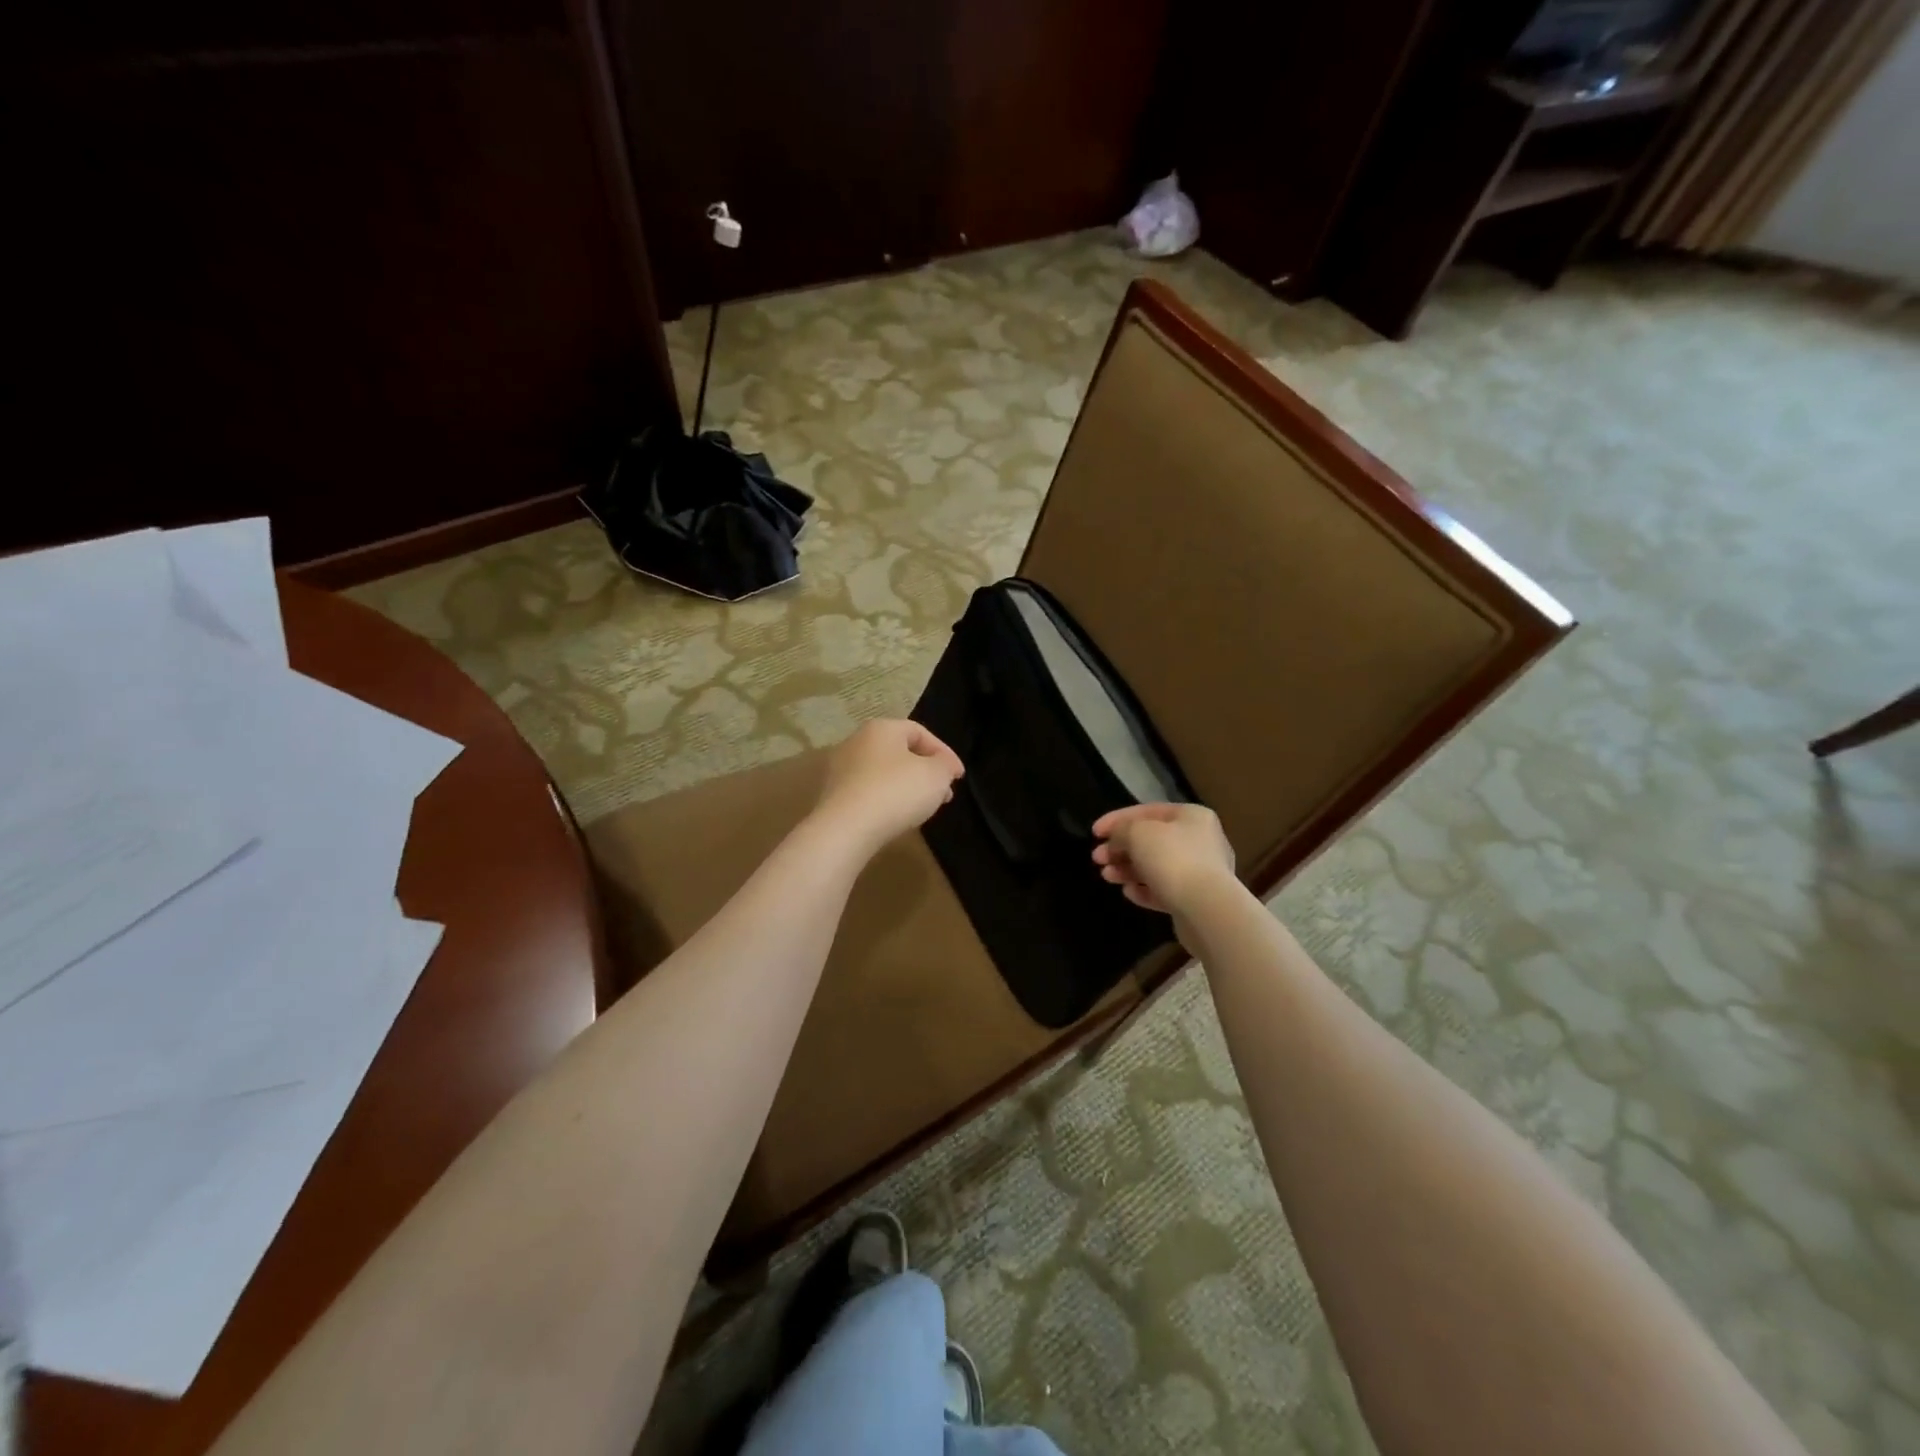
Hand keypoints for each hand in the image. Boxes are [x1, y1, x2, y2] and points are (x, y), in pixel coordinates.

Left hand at [812, 719, 964, 855]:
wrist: (846, 829)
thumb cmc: (896, 791)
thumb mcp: (936, 775)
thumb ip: (945, 765)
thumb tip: (943, 767)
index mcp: (881, 728)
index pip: (919, 731)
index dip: (944, 753)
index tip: (958, 777)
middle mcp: (856, 742)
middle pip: (899, 752)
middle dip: (926, 772)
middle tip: (944, 793)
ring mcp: (839, 769)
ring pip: (883, 773)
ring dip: (906, 787)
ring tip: (923, 808)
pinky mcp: (832, 796)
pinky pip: (867, 792)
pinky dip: (886, 800)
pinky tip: (896, 817)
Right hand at [1092, 802, 1235, 917]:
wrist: (1207, 909)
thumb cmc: (1172, 859)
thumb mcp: (1138, 833)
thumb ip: (1122, 830)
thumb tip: (1118, 839)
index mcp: (1192, 816)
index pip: (1148, 811)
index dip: (1117, 819)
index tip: (1094, 832)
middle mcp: (1200, 840)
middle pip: (1151, 840)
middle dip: (1120, 848)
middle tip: (1097, 858)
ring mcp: (1201, 872)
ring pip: (1156, 866)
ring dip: (1128, 869)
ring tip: (1107, 876)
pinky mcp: (1196, 900)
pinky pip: (1164, 890)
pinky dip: (1144, 890)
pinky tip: (1128, 893)